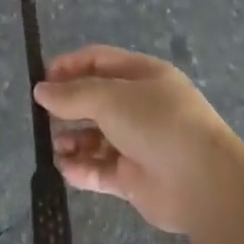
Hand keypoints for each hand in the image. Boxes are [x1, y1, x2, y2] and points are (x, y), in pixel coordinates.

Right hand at [33, 45, 241, 234]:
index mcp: (143, 75)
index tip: (42, 79)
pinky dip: (82, 169)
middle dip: (68, 107)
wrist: (202, 181)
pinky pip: (101, 170)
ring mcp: (138, 143)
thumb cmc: (157, 123)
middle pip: (96, 100)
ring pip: (96, 137)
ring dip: (72, 140)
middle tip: (41, 117)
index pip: (100, 61)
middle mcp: (141, 106)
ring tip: (54, 146)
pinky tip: (64, 168)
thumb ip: (73, 94)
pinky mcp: (135, 178)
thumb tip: (41, 90)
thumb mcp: (111, 97)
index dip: (69, 66)